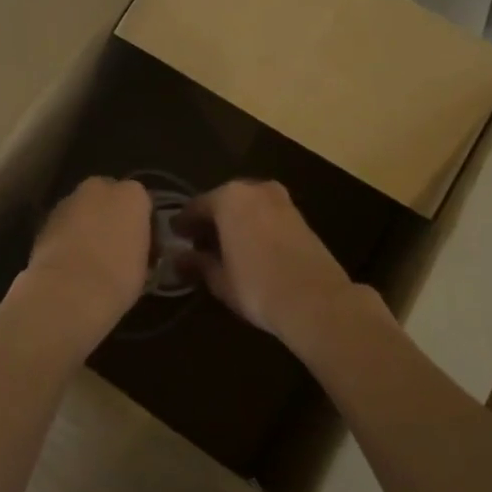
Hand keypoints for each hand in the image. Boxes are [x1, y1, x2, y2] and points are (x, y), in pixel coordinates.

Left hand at [11, 177, 152, 345]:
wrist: (69, 291)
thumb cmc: (119, 277)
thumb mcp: (144, 264)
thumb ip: (138, 244)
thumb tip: (131, 248)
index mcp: (132, 195)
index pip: (141, 201)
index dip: (139, 222)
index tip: (140, 244)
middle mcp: (99, 188)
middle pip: (107, 196)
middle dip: (109, 214)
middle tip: (113, 245)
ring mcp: (68, 201)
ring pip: (82, 208)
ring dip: (86, 224)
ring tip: (88, 256)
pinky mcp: (44, 219)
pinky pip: (63, 224)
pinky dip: (66, 236)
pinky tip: (69, 260)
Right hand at [176, 180, 362, 348]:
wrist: (316, 301)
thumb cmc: (257, 286)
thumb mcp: (219, 279)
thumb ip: (196, 263)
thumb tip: (178, 258)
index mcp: (229, 198)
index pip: (196, 206)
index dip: (183, 224)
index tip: (175, 237)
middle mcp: (255, 190)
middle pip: (224, 201)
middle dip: (211, 220)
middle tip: (198, 243)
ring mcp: (281, 201)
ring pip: (248, 207)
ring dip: (234, 222)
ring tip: (224, 247)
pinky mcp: (300, 217)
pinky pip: (266, 216)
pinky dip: (254, 226)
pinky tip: (249, 249)